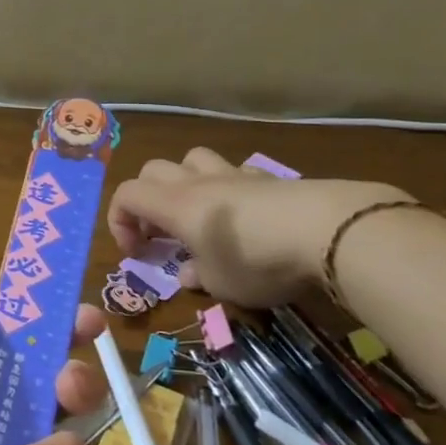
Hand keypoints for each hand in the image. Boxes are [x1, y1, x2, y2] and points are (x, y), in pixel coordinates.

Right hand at [107, 147, 401, 306]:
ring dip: (185, 181)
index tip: (137, 252)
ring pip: (193, 159)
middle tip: (161, 232)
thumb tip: (188, 273)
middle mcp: (197, 182)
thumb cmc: (257, 261)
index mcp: (175, 205)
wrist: (325, 230)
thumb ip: (199, 276)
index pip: (126, 195)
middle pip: (153, 170)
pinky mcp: (268, 177)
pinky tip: (244, 212)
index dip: (119, 221)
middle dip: (148, 199)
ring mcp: (234, 174)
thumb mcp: (222, 284)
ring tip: (199, 212)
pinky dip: (228, 187)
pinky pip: (234, 171)